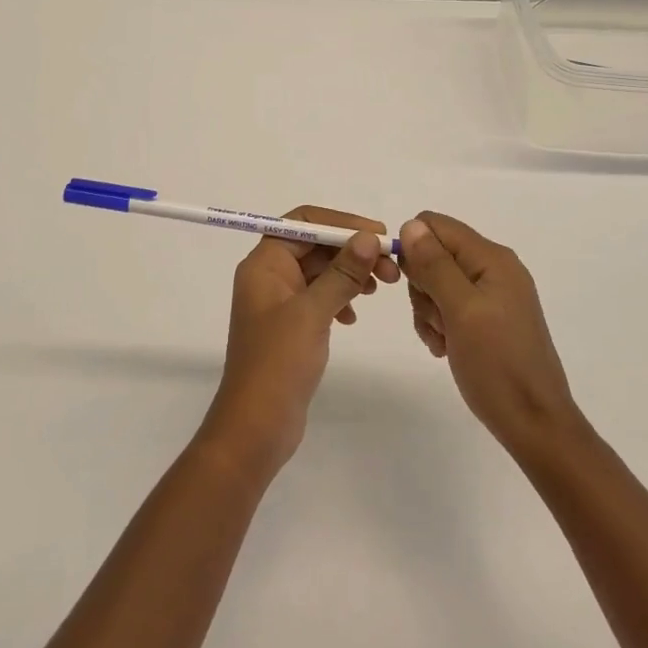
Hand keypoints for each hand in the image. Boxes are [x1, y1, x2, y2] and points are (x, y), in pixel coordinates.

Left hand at [199, 206, 400, 478]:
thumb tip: (368, 238)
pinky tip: (353, 316)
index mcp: (264, 264)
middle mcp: (268, 275)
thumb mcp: (313, 313)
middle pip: (314, 245)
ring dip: (350, 273)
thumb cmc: (278, 363)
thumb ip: (341, 273)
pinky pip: (318, 296)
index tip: (378, 235)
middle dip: (352, 250)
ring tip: (380, 288)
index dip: (341, 223)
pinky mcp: (290, 325)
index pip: (302, 222)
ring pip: (320, 271)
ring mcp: (278, 301)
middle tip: (391, 268)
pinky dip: (339, 297)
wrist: (256, 425)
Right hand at [397, 212, 584, 454]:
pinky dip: (438, 325)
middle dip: (422, 287)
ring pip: (435, 283)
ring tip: (443, 339)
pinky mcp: (486, 319)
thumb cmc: (498, 365)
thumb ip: (435, 265)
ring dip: (428, 311)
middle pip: (433, 255)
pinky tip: (446, 348)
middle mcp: (493, 269)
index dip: (414, 250)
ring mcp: (491, 295)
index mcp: (492, 258)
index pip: (435, 226)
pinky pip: (447, 307)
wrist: (533, 423)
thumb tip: (411, 224)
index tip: (413, 285)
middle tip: (437, 319)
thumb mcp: (461, 310)